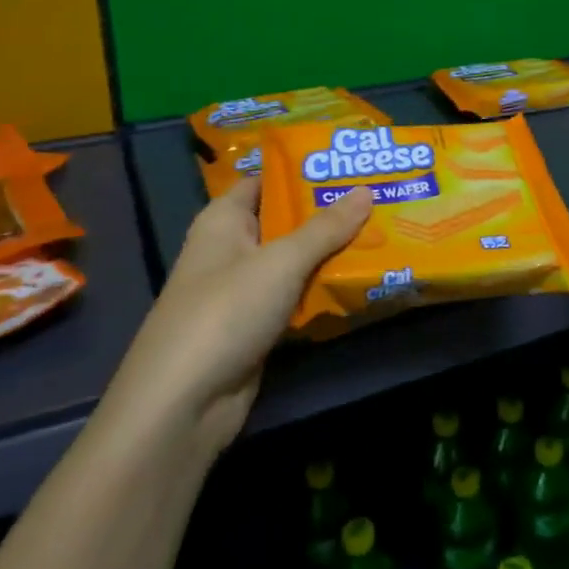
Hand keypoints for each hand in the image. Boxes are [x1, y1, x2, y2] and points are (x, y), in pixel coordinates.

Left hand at [101, 179, 372, 453]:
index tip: (350, 164)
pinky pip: (296, 297)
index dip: (303, 171)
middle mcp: (231, 249)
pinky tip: (363, 280)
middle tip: (381, 196)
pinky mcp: (256, 326)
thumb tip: (366, 191)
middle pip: (285, 221)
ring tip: (384, 232)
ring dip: (332, 253)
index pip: (265, 181)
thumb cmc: (226, 311)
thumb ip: (325, 228)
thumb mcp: (281, 262)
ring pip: (295, 262)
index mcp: (224, 220)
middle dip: (329, 213)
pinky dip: (323, 289)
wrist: (183, 403)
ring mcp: (243, 291)